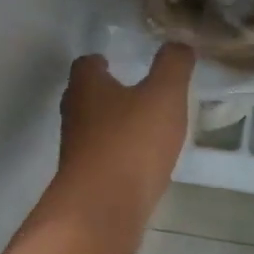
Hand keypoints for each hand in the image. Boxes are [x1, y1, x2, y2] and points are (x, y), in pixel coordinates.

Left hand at [51, 45, 194, 238]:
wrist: (102, 210)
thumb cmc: (131, 142)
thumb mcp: (164, 95)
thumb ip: (173, 65)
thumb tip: (179, 43)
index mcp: (87, 87)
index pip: (86, 64)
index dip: (100, 60)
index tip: (119, 61)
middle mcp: (74, 116)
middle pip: (84, 96)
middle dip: (106, 92)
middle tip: (135, 92)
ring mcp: (76, 152)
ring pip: (92, 130)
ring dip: (113, 126)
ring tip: (144, 128)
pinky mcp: (85, 182)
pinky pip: (102, 160)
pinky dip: (118, 157)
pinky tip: (142, 163)